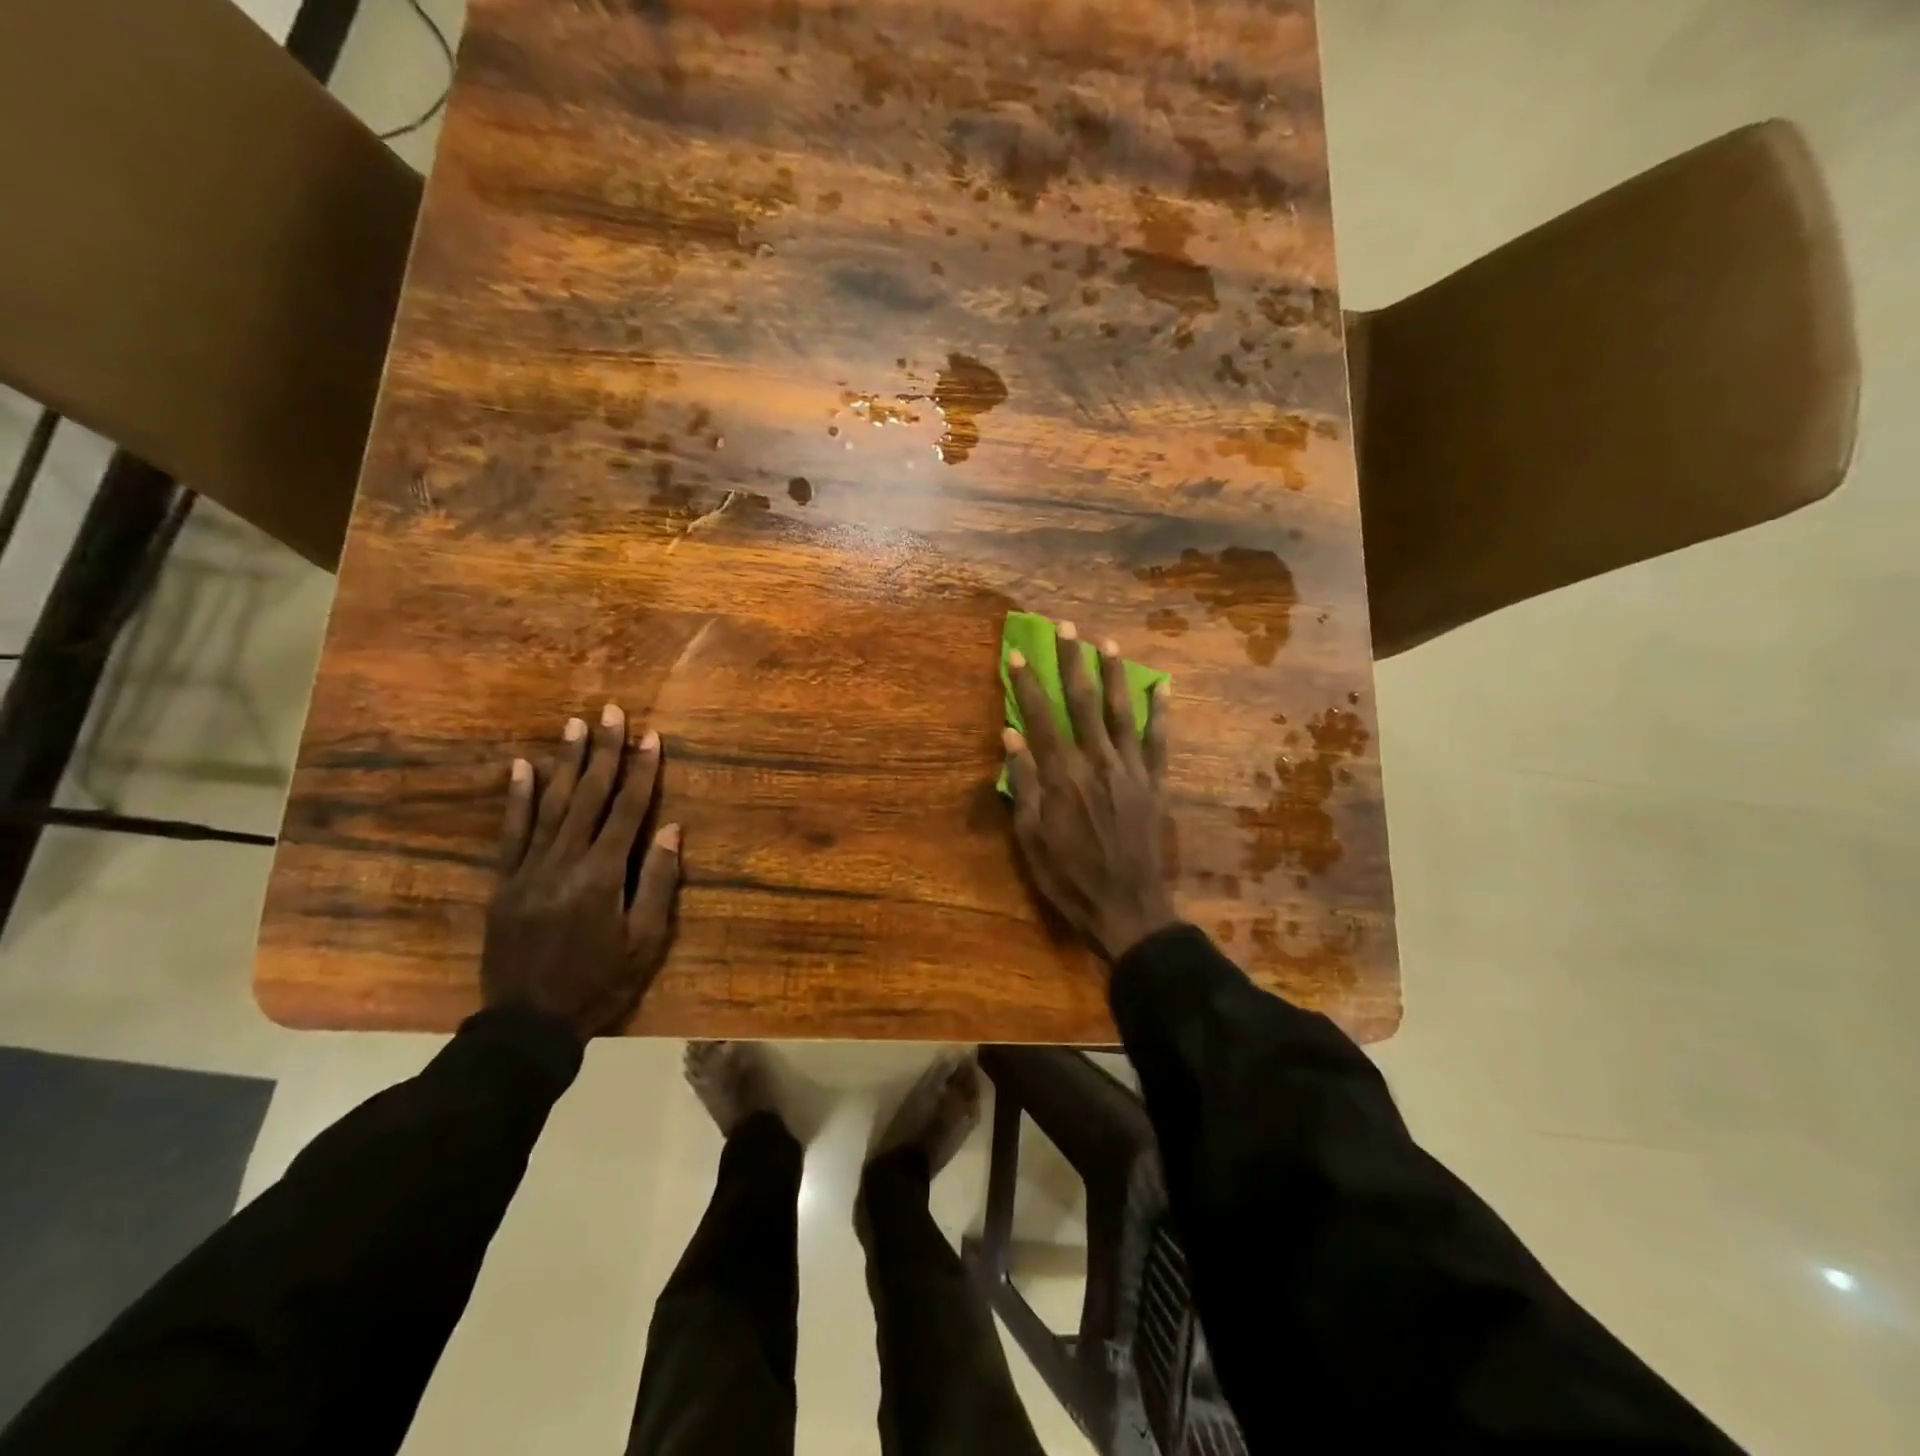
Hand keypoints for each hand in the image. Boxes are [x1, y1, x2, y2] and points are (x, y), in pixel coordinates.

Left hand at [482, 704, 681, 1039]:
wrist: (528, 1024)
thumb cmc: (600, 983)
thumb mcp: (646, 942)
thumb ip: (658, 882)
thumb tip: (671, 829)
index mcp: (605, 875)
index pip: (628, 810)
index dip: (642, 771)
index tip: (650, 736)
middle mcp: (566, 861)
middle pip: (589, 796)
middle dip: (604, 751)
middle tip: (609, 712)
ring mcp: (530, 869)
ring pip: (550, 804)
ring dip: (565, 762)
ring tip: (574, 725)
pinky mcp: (504, 882)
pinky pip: (511, 831)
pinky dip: (516, 797)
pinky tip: (521, 766)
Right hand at [1003, 621, 1177, 962]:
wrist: (1128, 909)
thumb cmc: (1070, 878)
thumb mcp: (1032, 838)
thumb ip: (1023, 784)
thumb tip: (1011, 736)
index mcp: (1063, 776)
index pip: (1040, 717)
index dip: (1027, 683)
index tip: (1018, 653)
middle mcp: (1098, 762)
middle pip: (1083, 701)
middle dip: (1072, 661)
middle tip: (1066, 627)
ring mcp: (1131, 771)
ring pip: (1122, 711)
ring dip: (1113, 675)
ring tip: (1107, 644)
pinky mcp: (1155, 784)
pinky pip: (1158, 741)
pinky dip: (1160, 712)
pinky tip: (1162, 686)